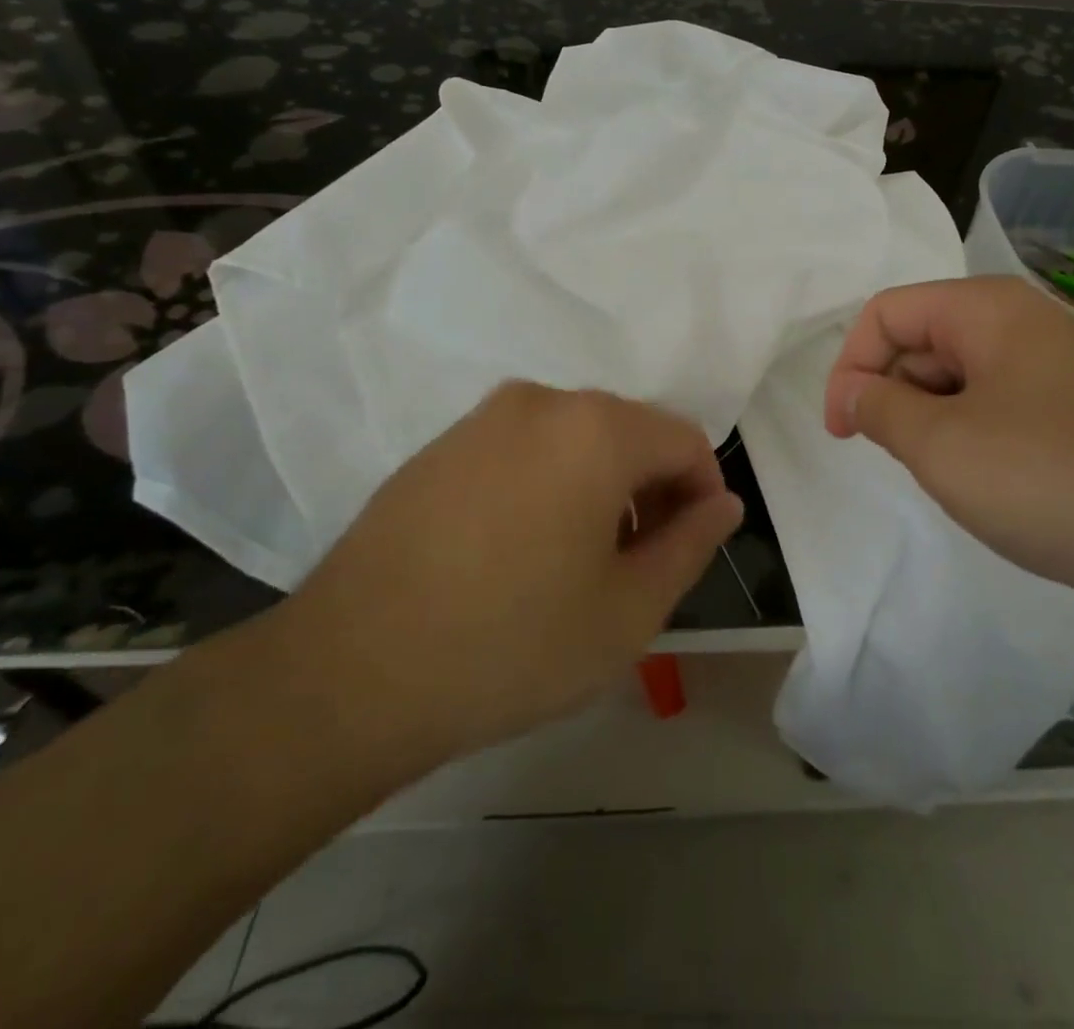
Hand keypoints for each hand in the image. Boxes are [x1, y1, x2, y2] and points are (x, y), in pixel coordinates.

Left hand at [275, 382, 742, 772]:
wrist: (351, 671)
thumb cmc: (513, 643)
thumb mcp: (629, 609)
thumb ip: (691, 544)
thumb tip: (722, 504)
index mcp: (596, 428)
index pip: (684, 439)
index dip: (703, 492)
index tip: (691, 547)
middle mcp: (541, 401)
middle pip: (629, 432)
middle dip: (651, 489)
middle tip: (641, 565)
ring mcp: (482, 418)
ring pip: (575, 439)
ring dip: (601, 487)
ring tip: (582, 563)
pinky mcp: (440, 445)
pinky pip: (523, 449)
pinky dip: (549, 484)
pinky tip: (522, 551)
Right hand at [824, 277, 1073, 602]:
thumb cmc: (1050, 479)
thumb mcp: (942, 446)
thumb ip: (881, 408)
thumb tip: (854, 391)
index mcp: (986, 309)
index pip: (887, 313)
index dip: (850, 366)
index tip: (842, 431)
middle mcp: (1021, 322)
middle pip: (922, 340)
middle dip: (893, 394)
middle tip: (896, 457)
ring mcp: (1054, 366)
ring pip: (958, 378)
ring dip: (930, 420)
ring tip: (944, 474)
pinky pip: (997, 405)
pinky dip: (970, 435)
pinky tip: (986, 481)